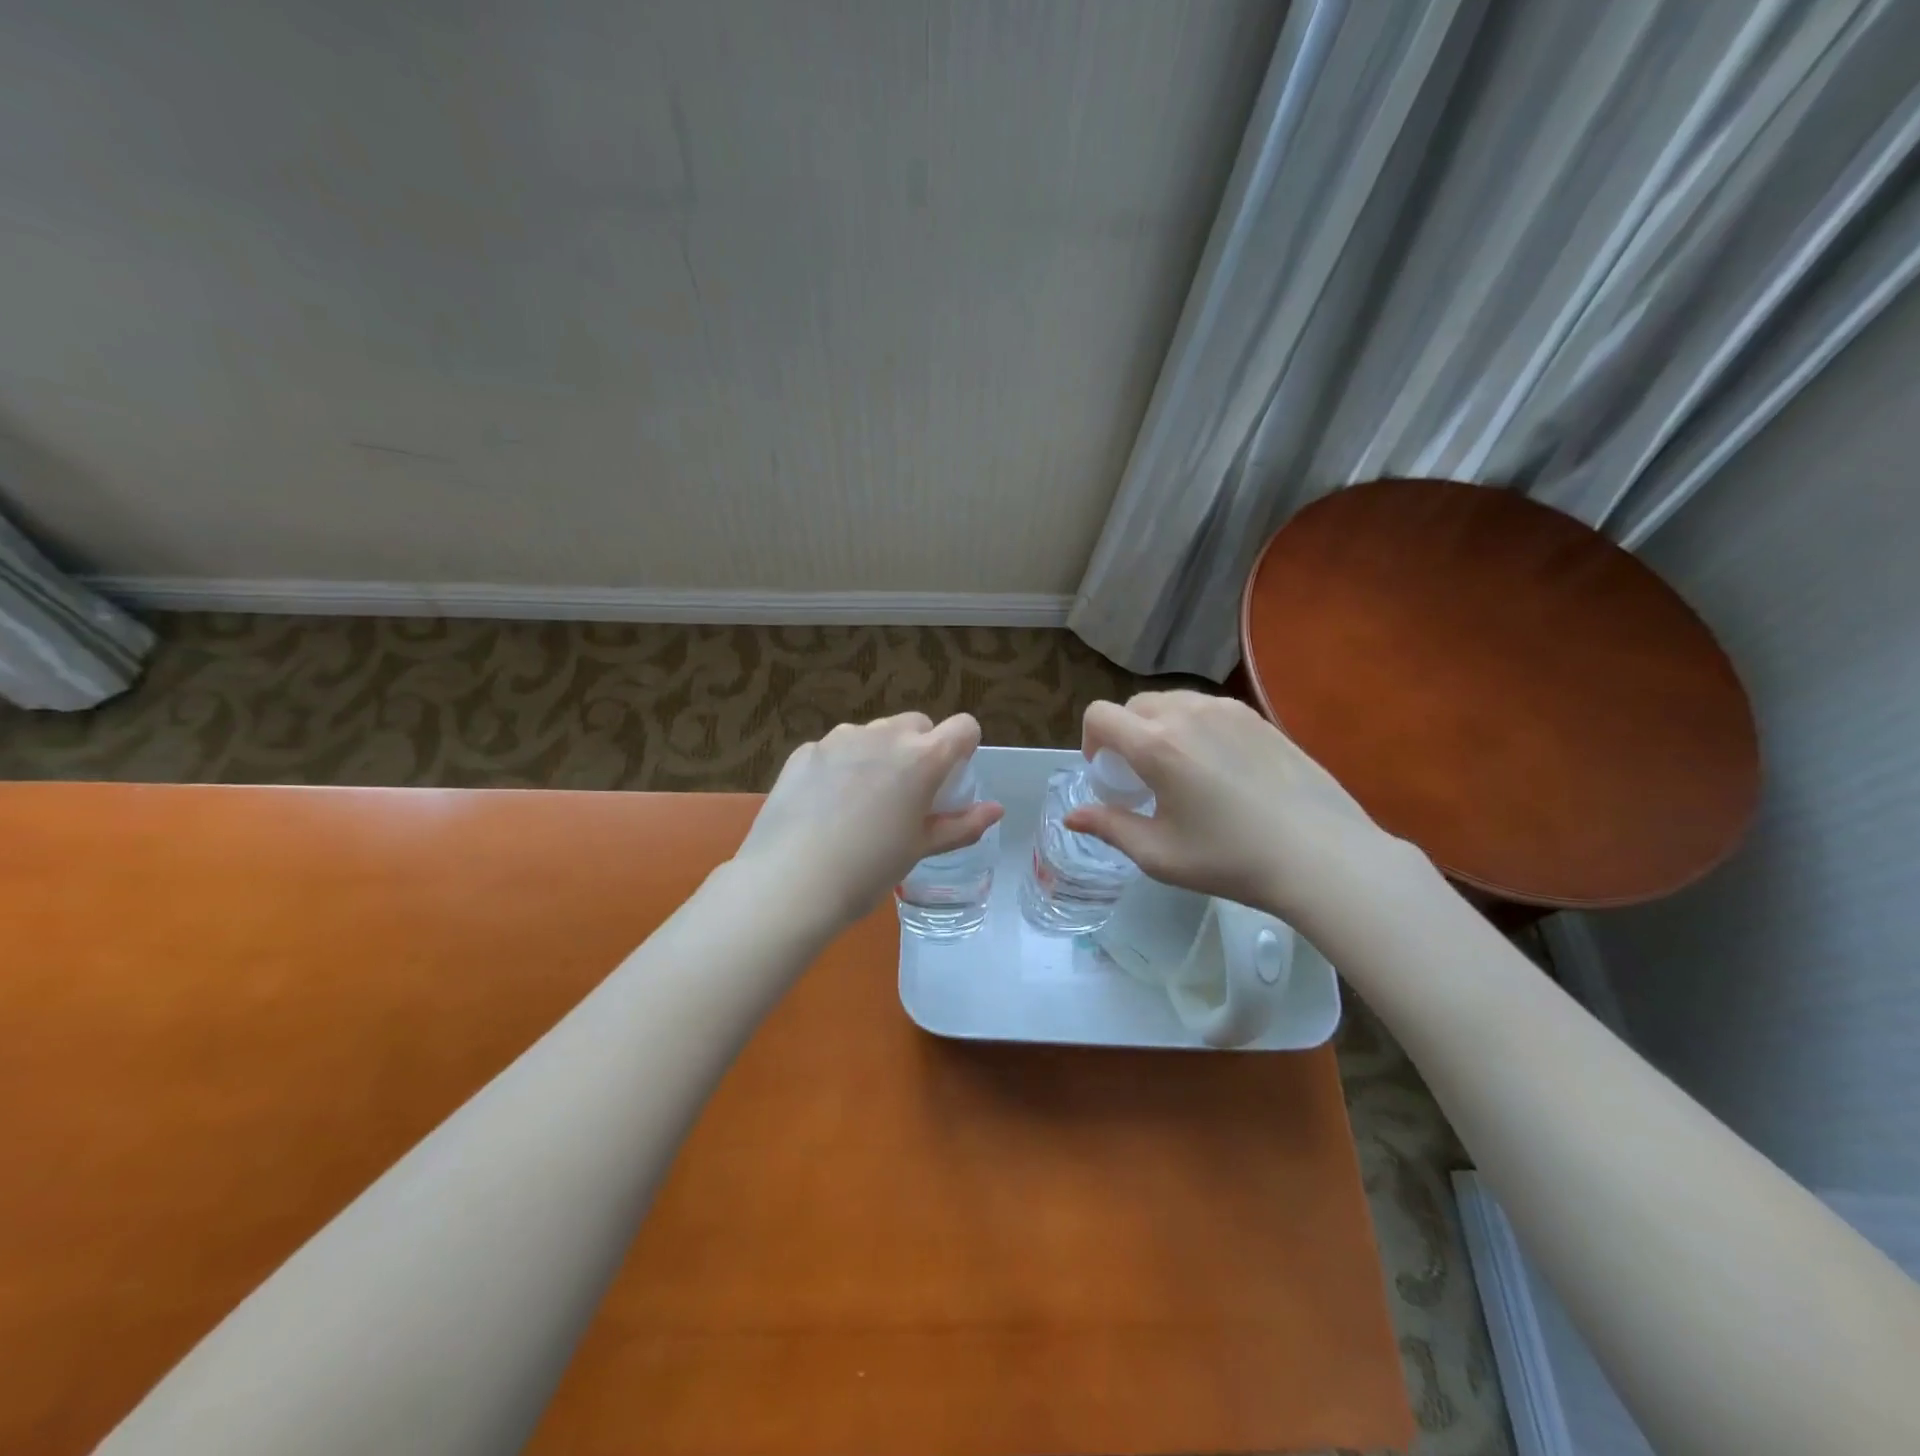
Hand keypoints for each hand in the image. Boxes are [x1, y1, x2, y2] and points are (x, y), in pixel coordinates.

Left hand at [735, 712, 1003, 930]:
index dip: (964, 747)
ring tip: (862, 801)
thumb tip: (996, 810)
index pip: (963, 727)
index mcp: (922, 758)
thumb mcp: (920, 849)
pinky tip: (826, 805)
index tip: (951, 777)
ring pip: (874, 733)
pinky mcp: (805, 750)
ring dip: (880, 754)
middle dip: (920, 749)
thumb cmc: (868, 870)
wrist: (790, 883)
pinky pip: (836, 749)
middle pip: (917, 724)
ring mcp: (839, 739)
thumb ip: (961, 825)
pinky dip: (842, 766)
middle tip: (907, 794)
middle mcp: (883, 735)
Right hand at [1067, 691, 1414, 930]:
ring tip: (1181, 770)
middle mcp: (1187, 713)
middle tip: (1142, 777)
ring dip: (1159, 727)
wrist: (1321, 856)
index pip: (1099, 715)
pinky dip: (1195, 726)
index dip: (1090, 741)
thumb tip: (1073, 817)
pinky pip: (1208, 708)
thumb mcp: (1159, 854)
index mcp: (1156, 744)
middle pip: (1134, 705)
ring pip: (1172, 702)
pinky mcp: (1258, 717)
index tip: (1107, 775)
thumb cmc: (1231, 859)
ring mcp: (1228, 710)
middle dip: (1125, 735)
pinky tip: (1219, 767)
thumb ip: (1109, 828)